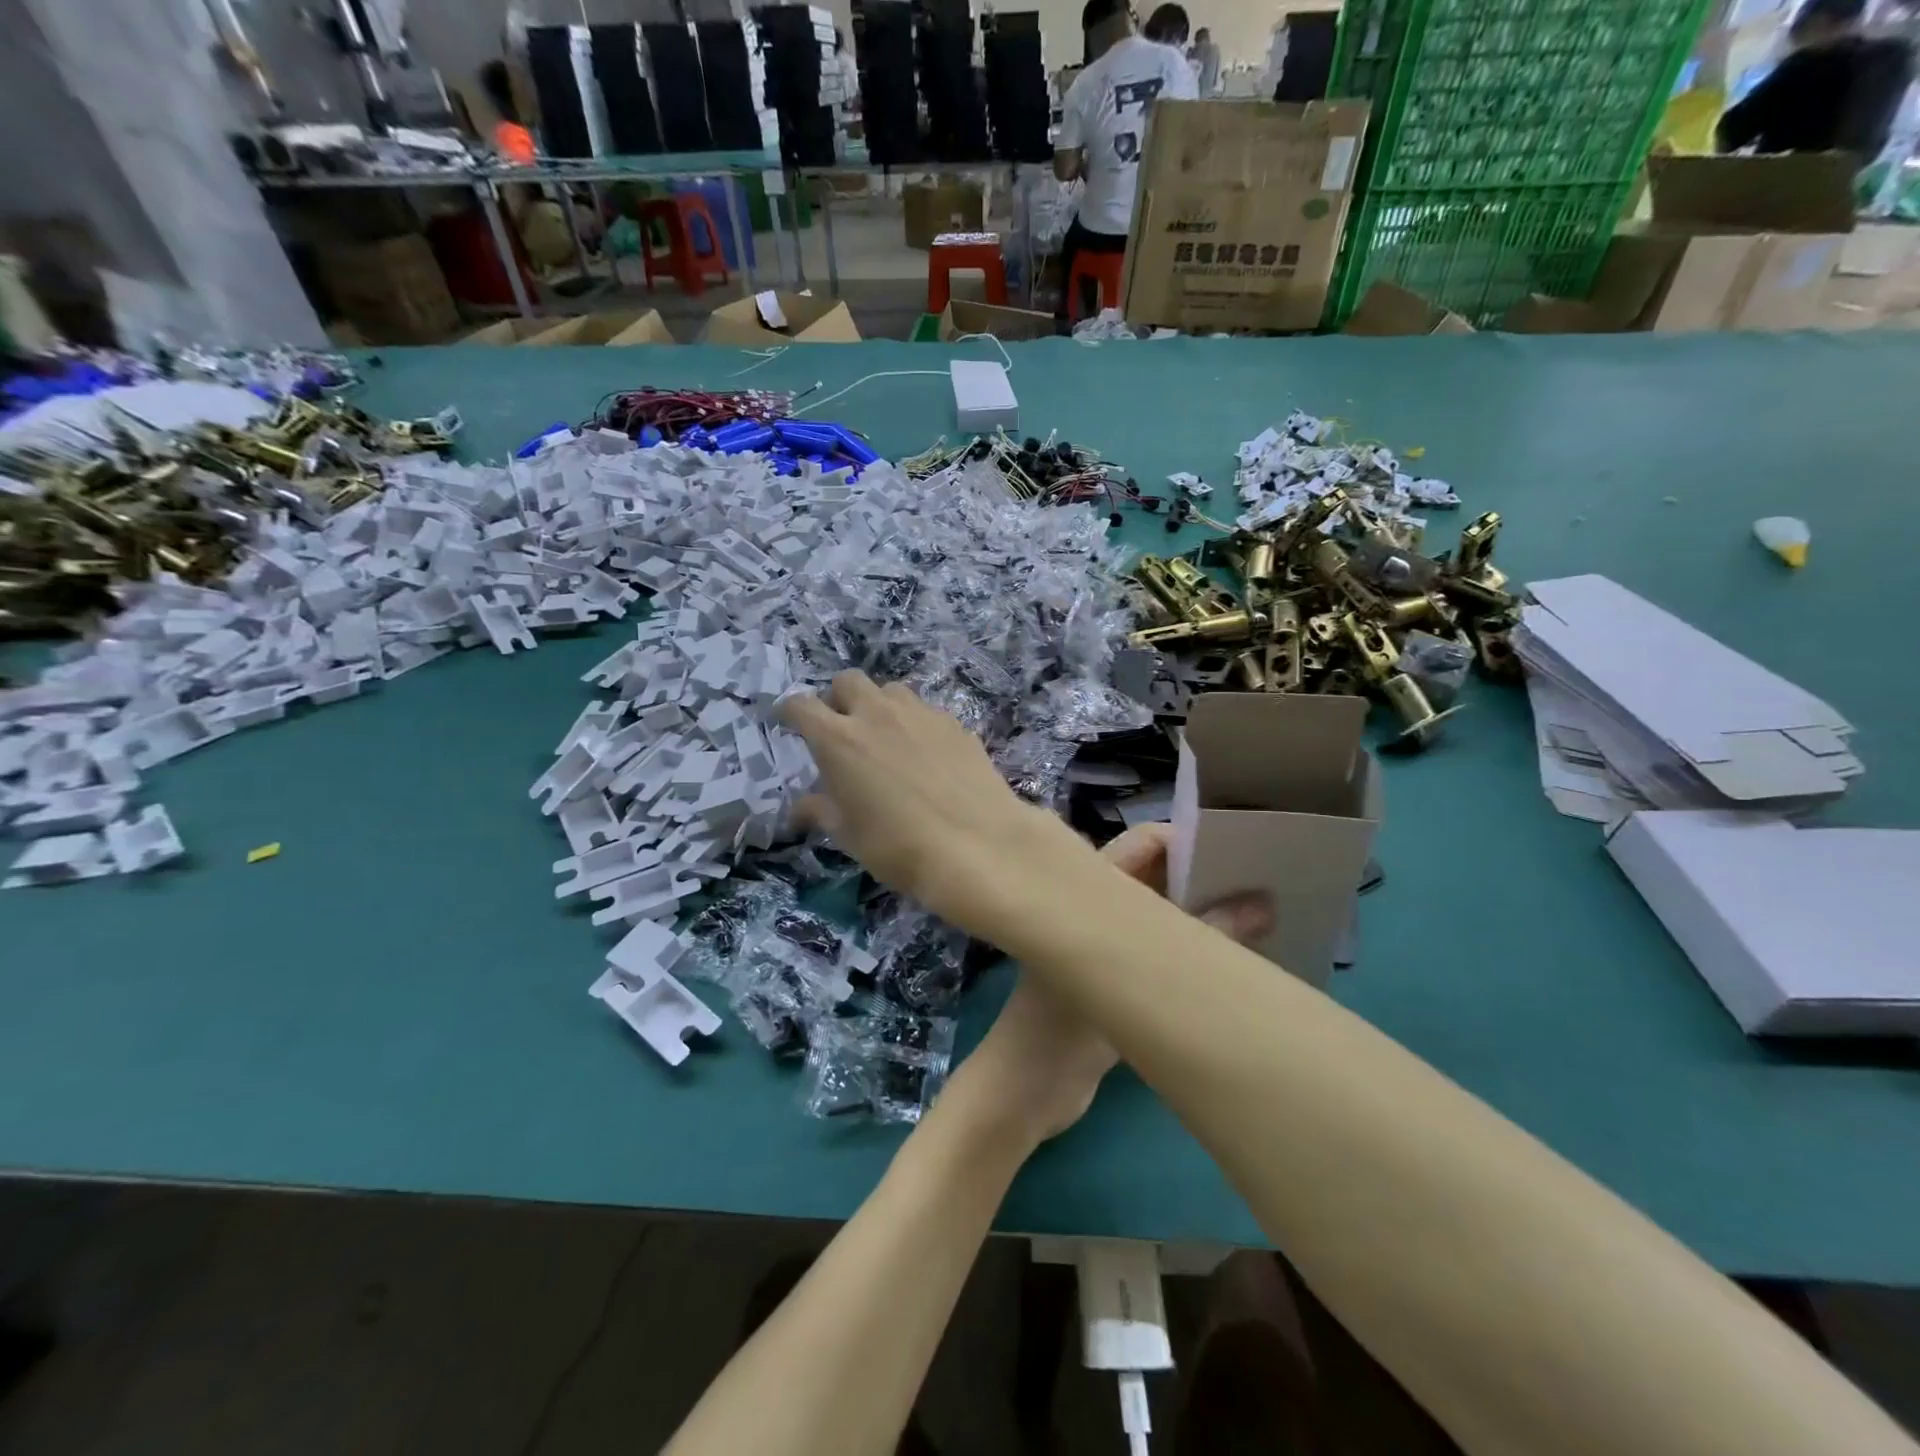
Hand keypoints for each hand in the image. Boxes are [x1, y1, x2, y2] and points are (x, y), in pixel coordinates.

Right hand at [780, 672, 1083, 932]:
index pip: (801, 706)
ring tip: (886, 739)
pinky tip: (926, 755)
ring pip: (891, 690)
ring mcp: (920, 714)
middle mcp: (877, 714)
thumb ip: (821, 811)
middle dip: (838, 699)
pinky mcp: (955, 723)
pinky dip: (915, 724)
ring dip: (880, 706)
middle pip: (848, 681)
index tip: (788, 721)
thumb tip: (800, 808)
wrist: (977, 844)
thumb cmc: (898, 846)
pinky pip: (925, 711)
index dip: (790, 712)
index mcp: (839, 739)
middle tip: (842, 730)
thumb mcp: (849, 836)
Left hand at [948, 824, 1271, 1149]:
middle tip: (1266, 882)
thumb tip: (1262, 903)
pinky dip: (1194, 950)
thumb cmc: (1063, 1026)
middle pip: (1157, 877)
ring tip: (1267, 916)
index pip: (1141, 845)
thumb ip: (1196, 943)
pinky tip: (1238, 961)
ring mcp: (1108, 946)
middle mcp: (1099, 908)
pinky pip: (1163, 952)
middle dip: (1205, 875)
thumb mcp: (1130, 983)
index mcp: (1088, 890)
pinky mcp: (1118, 982)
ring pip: (1163, 915)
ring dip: (1204, 913)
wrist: (1026, 1093)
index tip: (1240, 849)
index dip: (1186, 840)